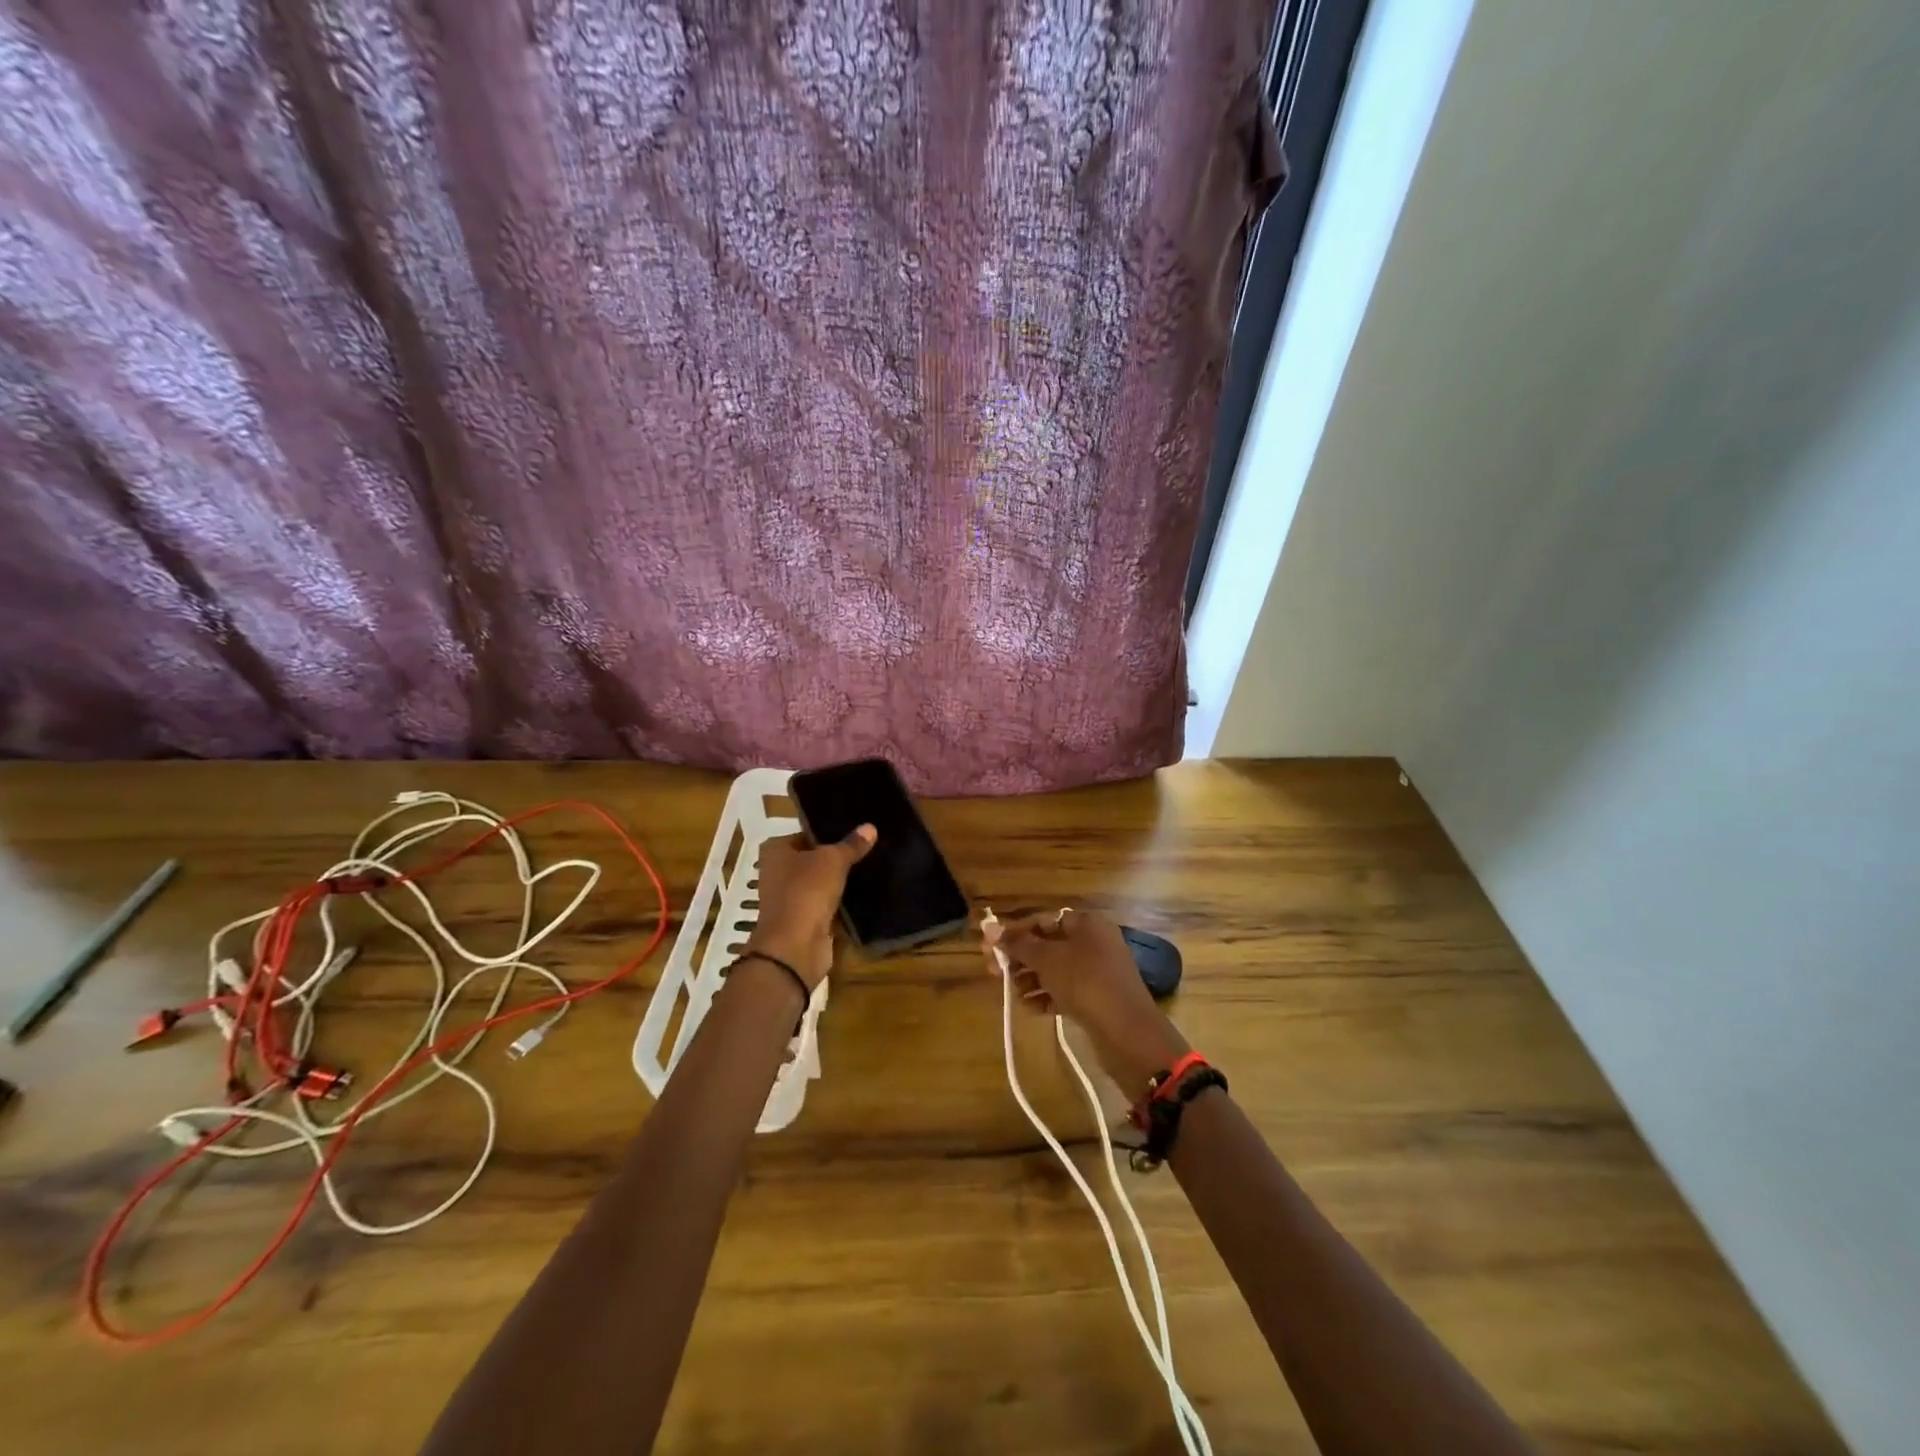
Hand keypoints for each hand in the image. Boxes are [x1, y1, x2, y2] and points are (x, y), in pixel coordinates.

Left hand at [744, 826, 876, 987]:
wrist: (795, 946)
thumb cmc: (806, 891)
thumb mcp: (832, 860)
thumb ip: (851, 845)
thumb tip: (870, 827)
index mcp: (775, 851)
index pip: (805, 834)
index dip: (828, 831)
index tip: (855, 829)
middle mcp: (777, 873)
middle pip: (813, 859)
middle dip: (837, 857)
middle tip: (868, 846)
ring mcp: (789, 899)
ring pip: (821, 883)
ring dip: (840, 880)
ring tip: (871, 866)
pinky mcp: (804, 920)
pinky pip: (827, 904)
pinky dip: (842, 901)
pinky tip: (866, 892)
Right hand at [984, 908, 1189, 1092]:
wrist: (1126, 1031)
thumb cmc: (1085, 982)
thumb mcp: (1047, 959)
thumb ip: (1018, 943)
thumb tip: (989, 927)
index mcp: (1086, 924)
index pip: (1043, 920)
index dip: (1015, 932)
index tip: (990, 947)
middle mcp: (1094, 942)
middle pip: (1048, 945)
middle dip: (1020, 958)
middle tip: (993, 971)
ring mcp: (1098, 971)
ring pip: (1055, 969)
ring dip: (1030, 979)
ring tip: (1013, 994)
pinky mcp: (1098, 998)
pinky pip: (1065, 990)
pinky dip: (1046, 996)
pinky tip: (1029, 1009)